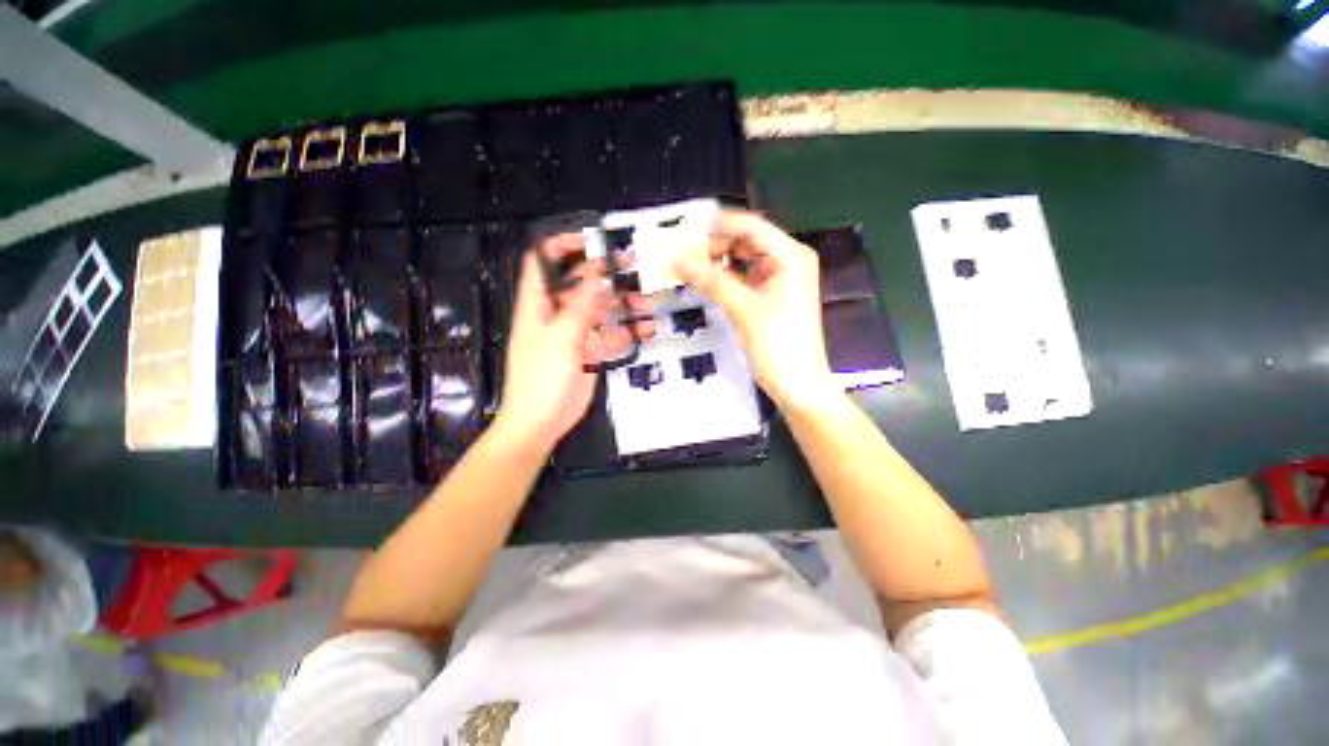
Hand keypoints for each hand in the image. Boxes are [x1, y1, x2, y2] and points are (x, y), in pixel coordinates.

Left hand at [491, 234, 653, 452]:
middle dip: (606, 275)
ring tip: (648, 305)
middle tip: (635, 267)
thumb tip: (598, 271)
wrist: (541, 422)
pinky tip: (643, 332)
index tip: (592, 241)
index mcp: (538, 304)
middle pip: (581, 285)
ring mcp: (574, 334)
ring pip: (600, 310)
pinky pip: (609, 336)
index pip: (543, 263)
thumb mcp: (562, 336)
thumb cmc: (542, 377)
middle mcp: (556, 314)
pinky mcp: (588, 352)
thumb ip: (581, 303)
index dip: (562, 246)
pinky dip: (625, 333)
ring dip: (623, 306)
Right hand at [672, 210, 835, 409]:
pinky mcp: (769, 297)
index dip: (718, 224)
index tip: (685, 228)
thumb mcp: (742, 309)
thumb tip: (677, 259)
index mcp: (790, 255)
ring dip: (716, 262)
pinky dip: (723, 278)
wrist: (798, 384)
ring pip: (742, 260)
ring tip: (686, 265)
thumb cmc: (778, 345)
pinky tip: (702, 280)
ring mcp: (779, 279)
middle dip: (714, 245)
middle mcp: (787, 261)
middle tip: (681, 250)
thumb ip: (710, 280)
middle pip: (746, 241)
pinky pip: (742, 279)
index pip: (751, 226)